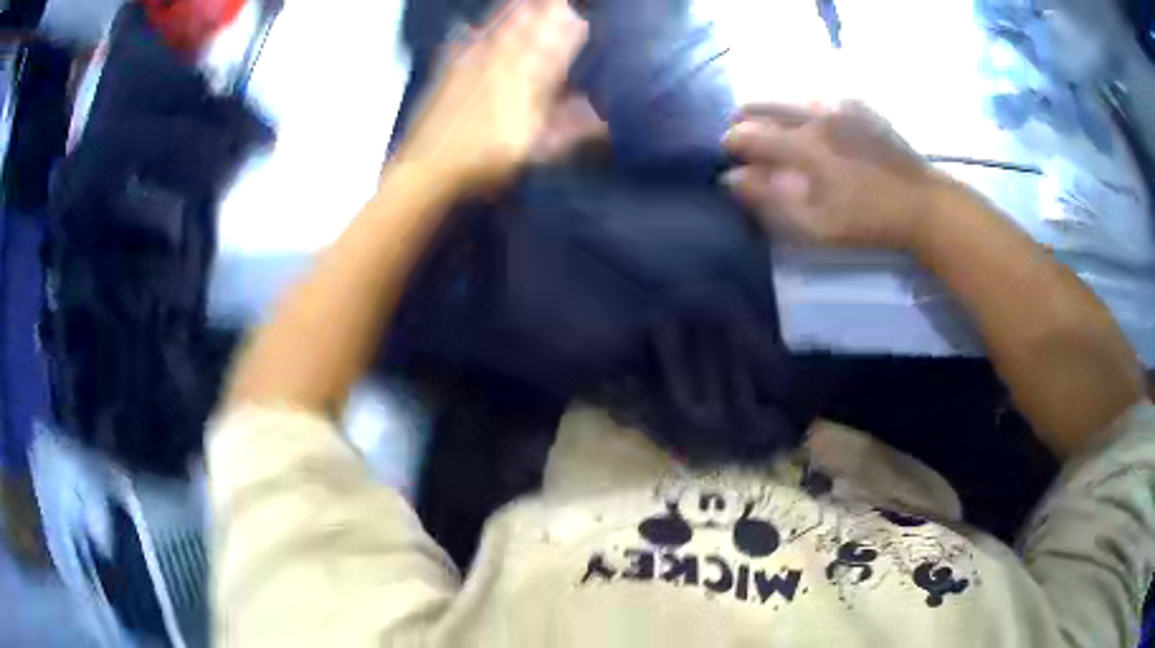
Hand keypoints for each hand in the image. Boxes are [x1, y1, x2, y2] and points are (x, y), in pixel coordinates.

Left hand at [397, 0, 587, 193]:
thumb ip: (567, 129)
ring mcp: (468, 72)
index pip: (551, 56)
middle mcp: (498, 72)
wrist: (427, 169)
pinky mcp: (444, 78)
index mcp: (523, 89)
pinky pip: (458, 50)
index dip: (566, 36)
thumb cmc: (484, 163)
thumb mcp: (534, 151)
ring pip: (494, 37)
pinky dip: (464, 37)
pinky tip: (466, 28)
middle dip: (542, 15)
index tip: (580, 18)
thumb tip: (598, 113)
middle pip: (524, 38)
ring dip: (509, 16)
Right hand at [722, 101, 949, 249]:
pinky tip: (810, 124)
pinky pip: (817, 96)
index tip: (731, 158)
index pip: (747, 134)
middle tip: (745, 138)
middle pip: (761, 103)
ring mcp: (838, 105)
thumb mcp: (816, 225)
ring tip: (772, 128)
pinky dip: (802, 107)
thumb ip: (770, 200)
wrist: (921, 204)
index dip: (732, 145)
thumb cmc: (867, 221)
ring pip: (786, 95)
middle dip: (745, 119)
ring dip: (771, 110)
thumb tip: (731, 178)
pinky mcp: (858, 105)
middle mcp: (815, 115)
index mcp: (804, 146)